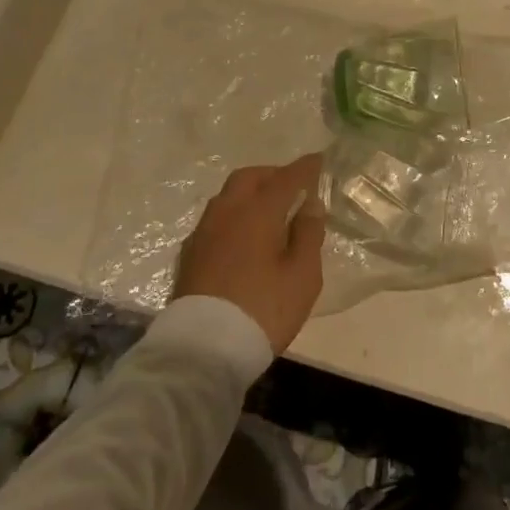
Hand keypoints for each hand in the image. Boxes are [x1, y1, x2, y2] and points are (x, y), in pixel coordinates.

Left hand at [172, 155, 326, 353]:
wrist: (203, 349)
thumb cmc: (263, 309)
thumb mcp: (302, 275)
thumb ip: (308, 234)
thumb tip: (311, 205)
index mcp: (258, 211)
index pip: (286, 178)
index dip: (305, 168)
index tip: (319, 160)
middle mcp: (227, 212)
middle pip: (250, 178)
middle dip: (273, 175)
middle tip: (292, 186)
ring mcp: (204, 232)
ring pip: (228, 196)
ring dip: (250, 193)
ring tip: (269, 211)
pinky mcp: (190, 254)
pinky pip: (215, 218)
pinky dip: (234, 215)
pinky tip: (243, 235)